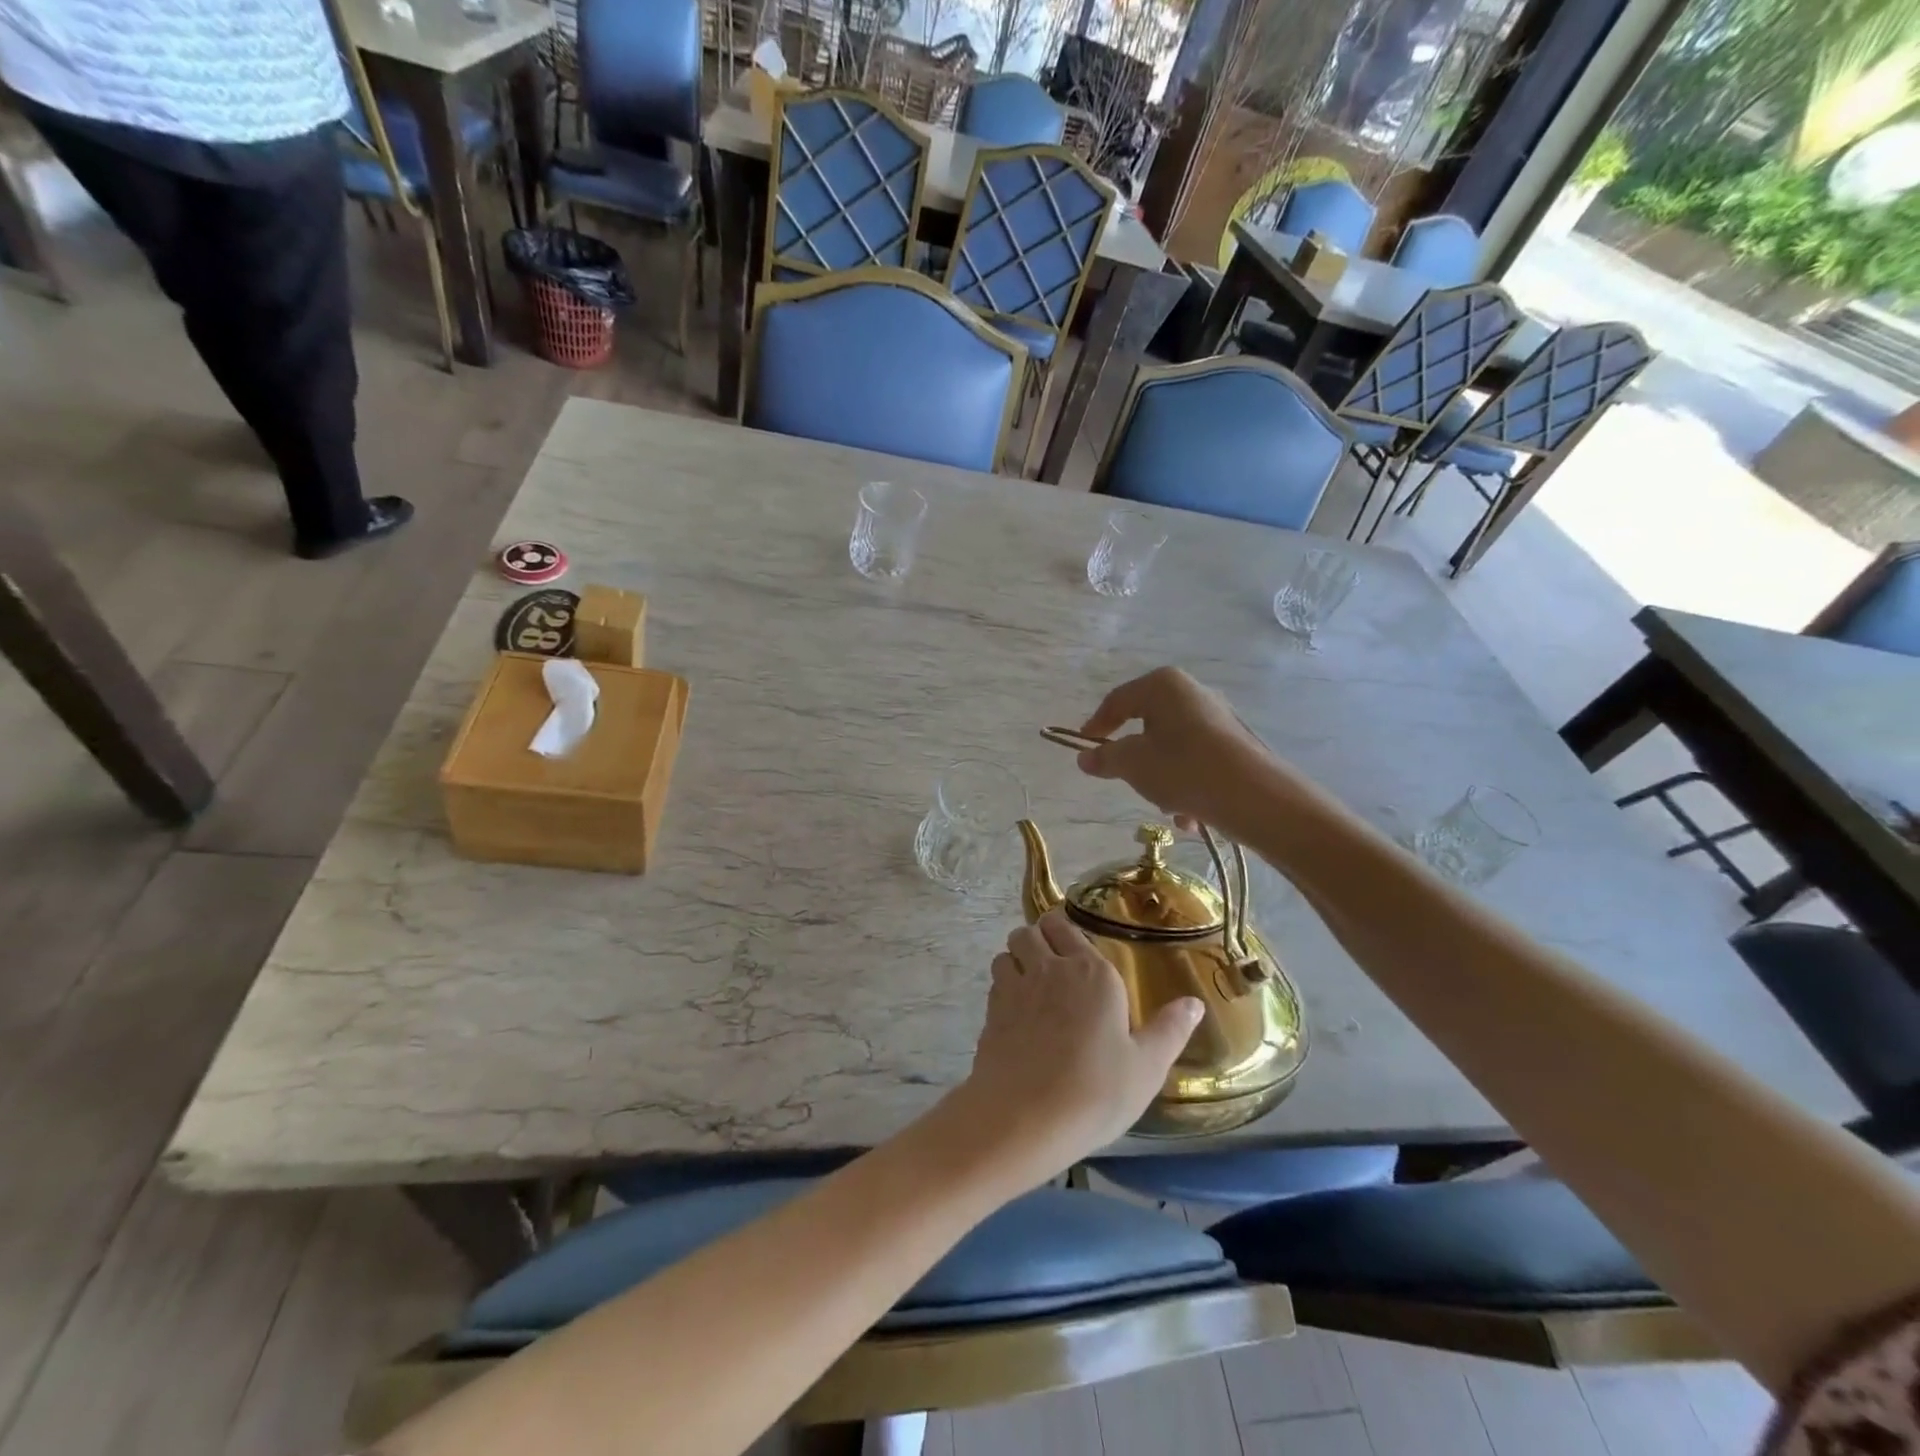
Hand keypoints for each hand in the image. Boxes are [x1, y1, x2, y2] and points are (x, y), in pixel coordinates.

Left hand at [950, 909, 1202, 1190]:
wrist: (1024, 1118)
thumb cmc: (1095, 1092)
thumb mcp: (1146, 1067)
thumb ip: (1170, 1030)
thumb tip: (1194, 1002)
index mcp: (1091, 972)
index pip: (1066, 926)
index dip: (1065, 929)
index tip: (1074, 944)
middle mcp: (1050, 968)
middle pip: (1031, 930)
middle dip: (1038, 937)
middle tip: (1053, 961)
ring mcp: (1015, 987)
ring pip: (1008, 951)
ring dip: (1017, 958)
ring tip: (1032, 981)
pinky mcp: (991, 1011)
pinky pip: (995, 981)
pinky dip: (1004, 985)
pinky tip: (1017, 1011)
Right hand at [1075, 667, 1293, 841]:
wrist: (1255, 796)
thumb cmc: (1183, 768)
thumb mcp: (1132, 764)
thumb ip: (1105, 758)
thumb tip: (1085, 757)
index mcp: (1163, 685)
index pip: (1117, 701)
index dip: (1096, 724)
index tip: (1083, 746)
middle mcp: (1193, 692)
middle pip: (1148, 725)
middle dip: (1136, 758)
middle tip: (1125, 780)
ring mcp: (1219, 718)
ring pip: (1173, 748)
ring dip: (1163, 778)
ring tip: (1166, 807)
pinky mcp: (1237, 744)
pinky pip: (1198, 761)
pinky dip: (1188, 785)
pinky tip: (1191, 816)